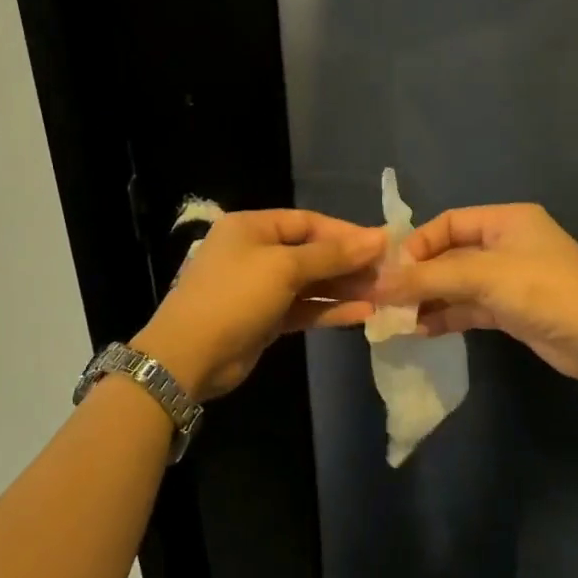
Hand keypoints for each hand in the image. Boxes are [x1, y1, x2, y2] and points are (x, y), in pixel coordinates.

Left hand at [133, 209, 384, 401]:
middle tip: (388, 273)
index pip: (307, 222)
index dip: (345, 232)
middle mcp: (256, 251)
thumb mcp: (284, 268)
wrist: (189, 356)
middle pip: (311, 252)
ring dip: (344, 288)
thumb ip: (331, 254)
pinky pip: (304, 308)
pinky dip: (329, 309)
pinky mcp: (266, 319)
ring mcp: (260, 287)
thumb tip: (377, 237)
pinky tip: (363, 314)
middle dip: (348, 262)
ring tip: (383, 294)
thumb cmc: (235, 296)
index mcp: (252, 226)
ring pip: (310, 282)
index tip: (382, 245)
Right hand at [377, 203, 577, 383]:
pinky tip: (420, 329)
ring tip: (396, 318)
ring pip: (457, 285)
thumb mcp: (482, 276)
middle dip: (418, 276)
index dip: (417, 244)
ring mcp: (509, 279)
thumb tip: (379, 285)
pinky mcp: (511, 310)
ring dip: (428, 299)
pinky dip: (446, 316)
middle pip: (449, 255)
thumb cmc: (543, 289)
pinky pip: (469, 308)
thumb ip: (429, 278)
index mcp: (505, 220)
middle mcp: (505, 244)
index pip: (448, 223)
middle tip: (386, 298)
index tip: (390, 269)